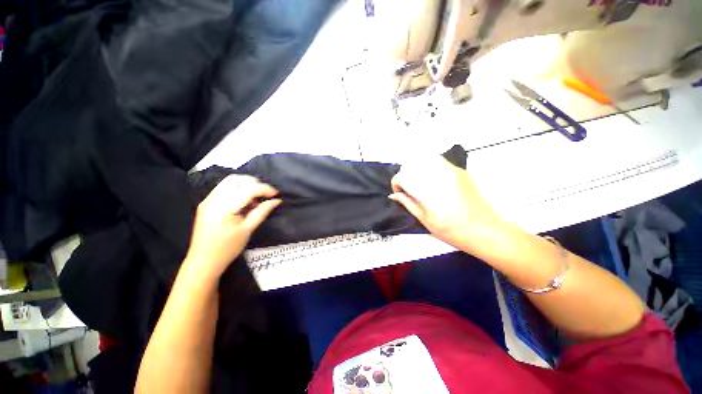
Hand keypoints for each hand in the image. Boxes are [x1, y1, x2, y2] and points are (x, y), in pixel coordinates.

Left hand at [184, 175, 280, 280]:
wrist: (203, 261)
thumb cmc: (227, 248)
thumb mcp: (248, 230)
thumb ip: (262, 212)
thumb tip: (276, 201)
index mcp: (224, 207)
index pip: (248, 189)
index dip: (265, 189)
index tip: (276, 194)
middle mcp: (213, 199)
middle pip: (237, 179)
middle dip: (255, 183)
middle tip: (266, 195)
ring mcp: (208, 200)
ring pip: (230, 181)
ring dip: (246, 185)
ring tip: (256, 198)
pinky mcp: (207, 203)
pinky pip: (224, 188)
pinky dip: (238, 190)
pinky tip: (245, 202)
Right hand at [389, 156, 505, 253]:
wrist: (484, 230)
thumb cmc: (452, 231)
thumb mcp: (424, 220)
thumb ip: (407, 203)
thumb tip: (394, 195)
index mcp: (429, 193)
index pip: (403, 177)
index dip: (396, 183)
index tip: (399, 192)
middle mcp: (439, 178)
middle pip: (411, 164)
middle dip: (405, 175)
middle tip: (408, 187)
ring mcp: (451, 171)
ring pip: (424, 158)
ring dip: (416, 167)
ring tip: (418, 180)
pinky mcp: (459, 170)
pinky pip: (438, 160)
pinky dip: (428, 165)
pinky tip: (431, 177)